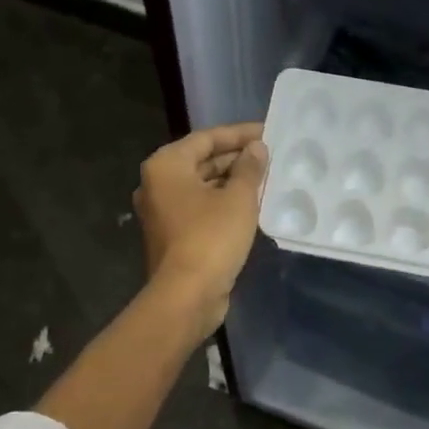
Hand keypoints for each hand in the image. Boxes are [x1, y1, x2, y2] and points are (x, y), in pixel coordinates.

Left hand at [134, 123, 267, 337]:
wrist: (187, 295)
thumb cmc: (212, 238)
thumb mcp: (239, 198)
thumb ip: (249, 168)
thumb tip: (256, 149)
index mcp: (166, 166)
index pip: (206, 138)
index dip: (239, 134)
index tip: (268, 132)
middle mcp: (157, 184)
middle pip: (201, 161)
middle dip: (236, 159)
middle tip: (270, 156)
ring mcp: (162, 212)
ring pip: (202, 187)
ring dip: (232, 182)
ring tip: (266, 179)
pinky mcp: (172, 236)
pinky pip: (201, 209)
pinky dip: (223, 203)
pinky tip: (251, 205)